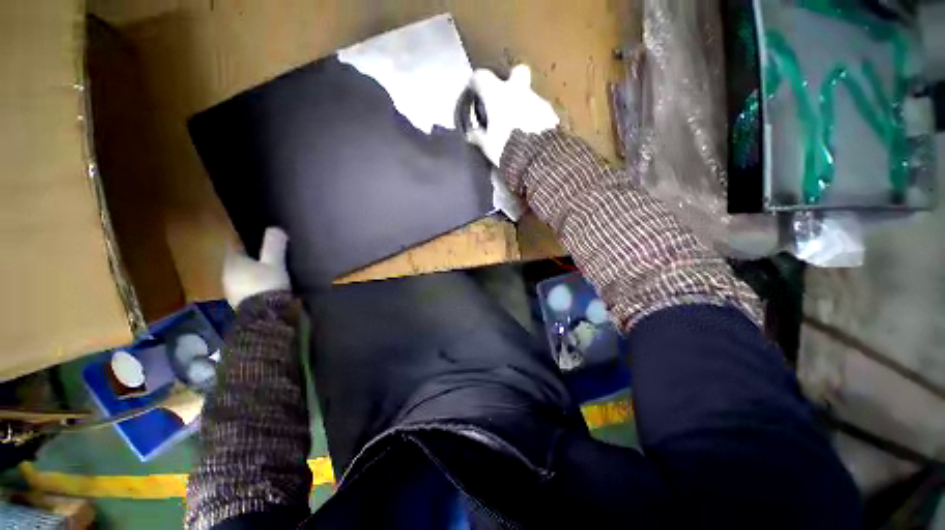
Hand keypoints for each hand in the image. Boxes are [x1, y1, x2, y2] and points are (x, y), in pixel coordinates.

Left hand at [222, 227, 290, 307]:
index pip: (234, 247)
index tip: (253, 237)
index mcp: (232, 262)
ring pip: (240, 275)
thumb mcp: (275, 263)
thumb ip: (274, 246)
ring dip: (250, 272)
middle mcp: (226, 275)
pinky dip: (252, 284)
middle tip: (263, 254)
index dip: (242, 241)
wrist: (264, 317)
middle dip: (247, 258)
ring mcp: (231, 291)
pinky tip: (264, 285)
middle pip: (236, 262)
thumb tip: (276, 228)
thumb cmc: (266, 285)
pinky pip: (245, 288)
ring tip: (265, 270)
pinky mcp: (240, 303)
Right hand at [465, 64, 559, 166]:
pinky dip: (536, 118)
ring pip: (530, 95)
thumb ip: (478, 136)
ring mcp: (537, 100)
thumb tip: (471, 133)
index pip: (481, 77)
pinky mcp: (551, 113)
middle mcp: (518, 91)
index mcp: (497, 95)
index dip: (476, 82)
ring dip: (524, 105)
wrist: (537, 157)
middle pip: (517, 72)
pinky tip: (534, 133)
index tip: (474, 89)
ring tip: (521, 125)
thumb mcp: (488, 146)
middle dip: (512, 80)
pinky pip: (541, 111)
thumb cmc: (506, 148)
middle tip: (507, 97)